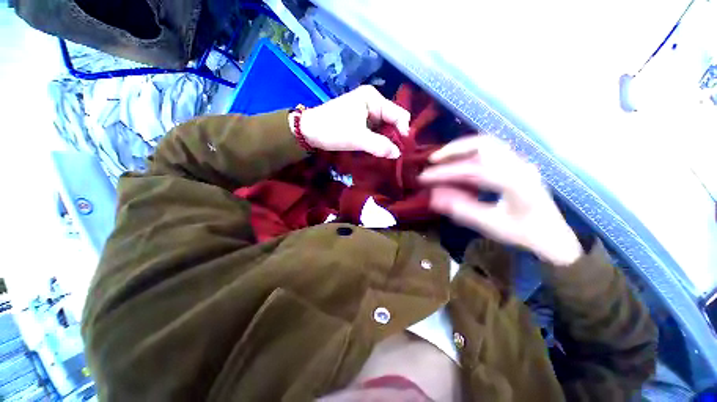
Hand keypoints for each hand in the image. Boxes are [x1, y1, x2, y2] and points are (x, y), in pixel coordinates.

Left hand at [294, 85, 410, 157]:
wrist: (309, 131)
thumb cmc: (332, 130)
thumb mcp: (357, 138)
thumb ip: (379, 145)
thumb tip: (398, 154)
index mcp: (373, 99)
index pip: (398, 114)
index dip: (403, 131)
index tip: (402, 150)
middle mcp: (372, 102)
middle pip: (393, 120)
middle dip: (395, 137)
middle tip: (394, 154)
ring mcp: (367, 111)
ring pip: (385, 127)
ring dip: (387, 140)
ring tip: (386, 153)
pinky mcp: (361, 121)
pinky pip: (376, 130)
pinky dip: (378, 140)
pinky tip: (378, 149)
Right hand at [419, 135, 583, 265]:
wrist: (555, 238)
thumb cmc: (524, 234)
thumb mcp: (490, 225)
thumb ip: (461, 209)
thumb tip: (433, 197)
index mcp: (515, 181)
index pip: (472, 170)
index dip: (444, 173)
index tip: (424, 178)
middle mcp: (519, 164)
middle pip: (483, 143)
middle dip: (453, 149)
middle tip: (432, 159)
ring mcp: (519, 162)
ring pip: (487, 144)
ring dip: (461, 149)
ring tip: (441, 159)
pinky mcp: (516, 165)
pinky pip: (490, 152)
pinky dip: (470, 154)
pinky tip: (458, 163)